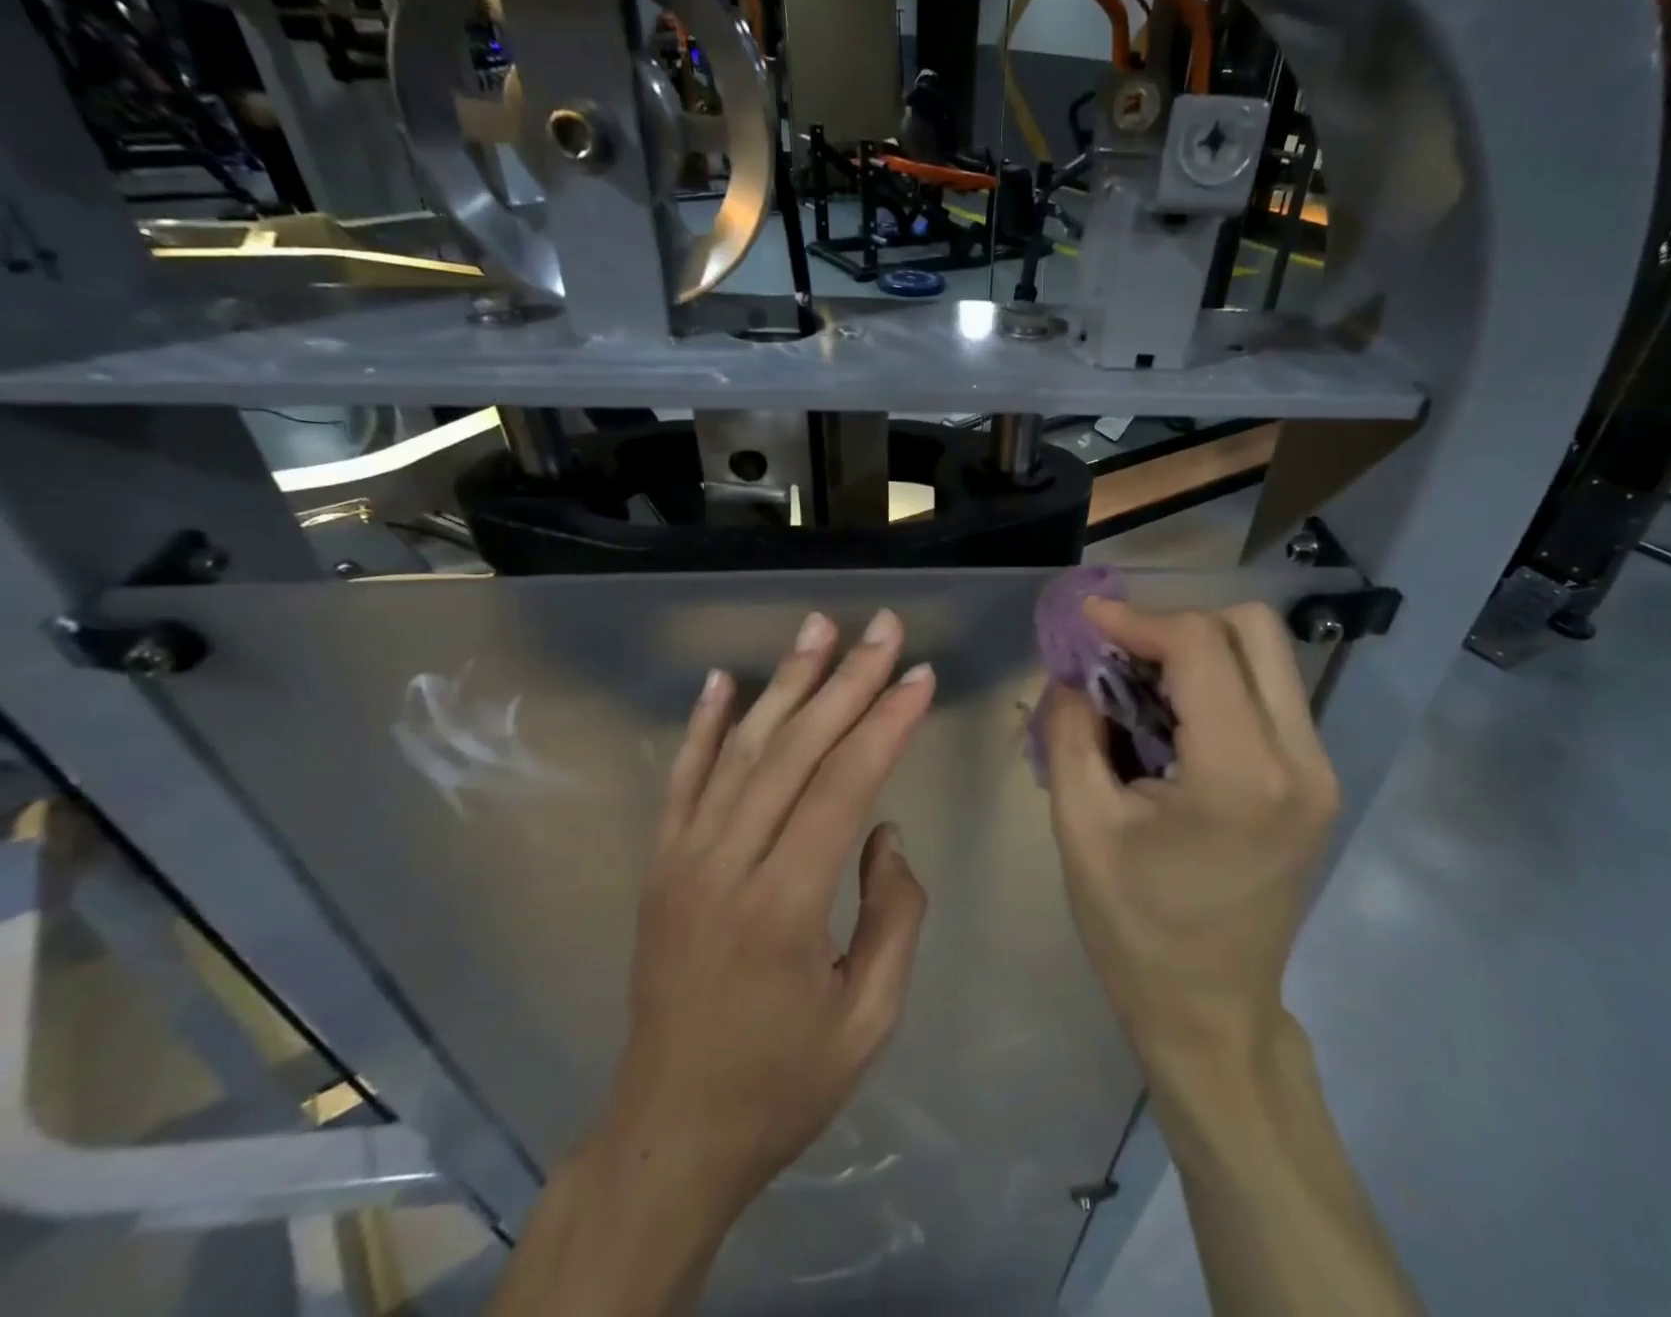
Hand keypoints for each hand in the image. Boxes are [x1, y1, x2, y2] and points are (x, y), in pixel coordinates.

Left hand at [588, 607, 935, 1222]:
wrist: (668, 1134)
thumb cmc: (782, 1083)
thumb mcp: (870, 1018)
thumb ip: (894, 915)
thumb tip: (886, 832)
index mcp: (784, 905)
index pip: (844, 785)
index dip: (886, 723)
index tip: (921, 674)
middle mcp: (726, 864)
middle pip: (795, 749)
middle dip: (848, 679)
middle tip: (885, 628)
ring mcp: (682, 858)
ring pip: (741, 748)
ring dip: (786, 681)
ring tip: (818, 626)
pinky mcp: (660, 863)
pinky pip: (682, 778)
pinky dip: (703, 723)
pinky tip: (723, 679)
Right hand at [1040, 599, 1337, 1073]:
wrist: (1211, 1013)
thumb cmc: (1135, 930)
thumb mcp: (1080, 825)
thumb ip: (1071, 729)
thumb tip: (1072, 669)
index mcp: (1242, 775)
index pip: (1200, 645)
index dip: (1136, 619)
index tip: (1085, 623)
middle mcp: (1301, 760)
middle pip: (1252, 629)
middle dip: (1176, 624)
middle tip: (1117, 653)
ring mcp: (1319, 770)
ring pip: (1266, 655)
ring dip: (1198, 650)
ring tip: (1137, 682)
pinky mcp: (1315, 781)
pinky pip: (1269, 693)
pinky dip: (1217, 680)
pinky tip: (1171, 715)